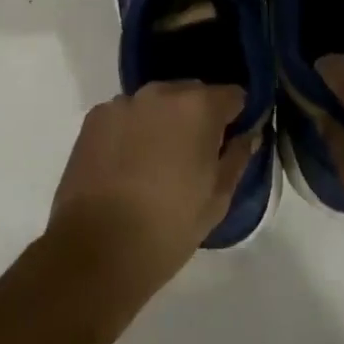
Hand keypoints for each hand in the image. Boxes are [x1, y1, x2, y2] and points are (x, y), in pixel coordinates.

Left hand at [49, 82, 253, 291]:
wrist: (96, 251)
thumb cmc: (168, 228)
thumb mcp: (217, 200)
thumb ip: (237, 157)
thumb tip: (248, 134)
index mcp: (199, 107)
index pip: (233, 95)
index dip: (237, 116)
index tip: (231, 141)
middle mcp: (161, 92)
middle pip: (192, 93)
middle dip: (198, 116)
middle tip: (193, 157)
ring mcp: (124, 102)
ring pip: (156, 103)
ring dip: (163, 121)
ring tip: (155, 163)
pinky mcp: (95, 117)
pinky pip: (126, 115)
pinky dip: (131, 130)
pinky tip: (125, 165)